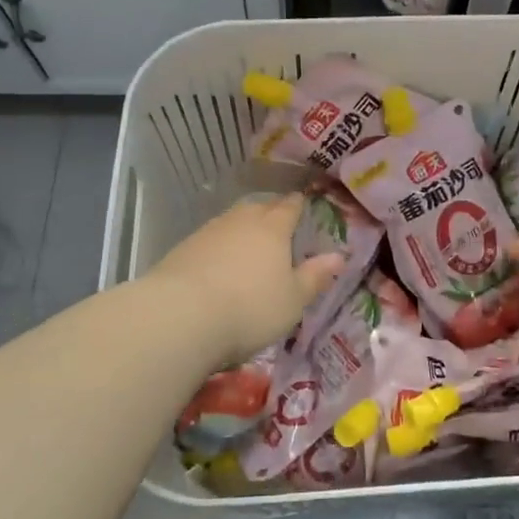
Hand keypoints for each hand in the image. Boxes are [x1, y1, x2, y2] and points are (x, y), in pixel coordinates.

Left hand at [147, 194, 345, 364]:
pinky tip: (217, 264)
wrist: (179, 317)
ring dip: (241, 228)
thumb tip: (339, 256)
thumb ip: (314, 277)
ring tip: (248, 244)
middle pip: (258, 208)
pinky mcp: (182, 249)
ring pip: (231, 221)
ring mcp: (208, 232)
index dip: (298, 204)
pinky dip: (218, 247)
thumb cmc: (249, 308)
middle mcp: (240, 221)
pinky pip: (209, 240)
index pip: (289, 207)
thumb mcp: (293, 300)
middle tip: (277, 224)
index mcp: (273, 228)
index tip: (302, 202)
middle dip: (269, 212)